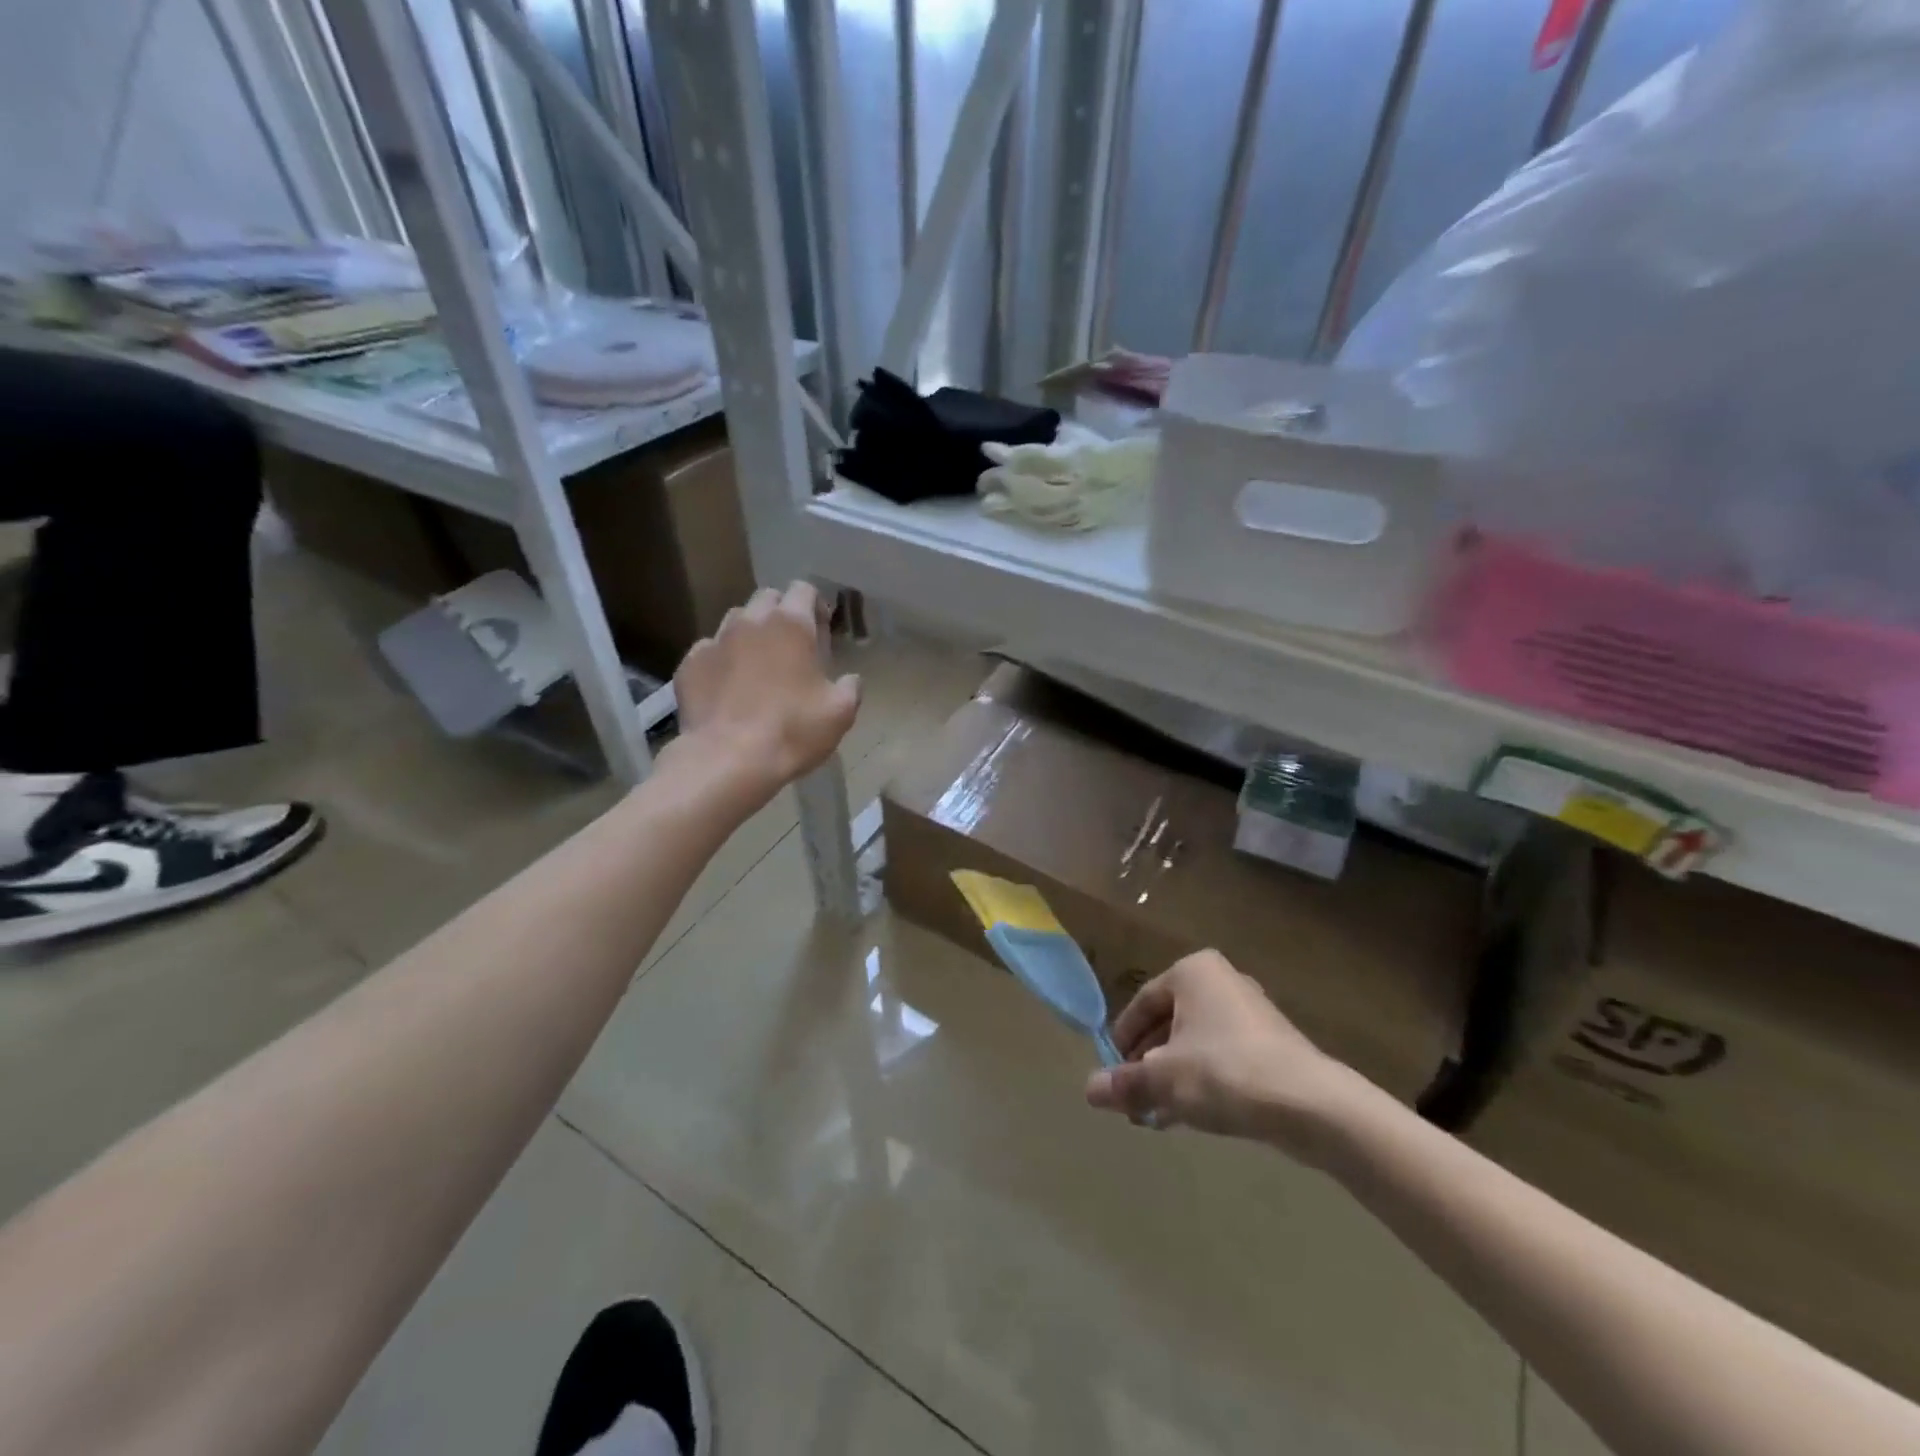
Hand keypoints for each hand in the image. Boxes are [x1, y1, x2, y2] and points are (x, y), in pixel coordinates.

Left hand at [670, 582, 860, 805]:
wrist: (728, 760)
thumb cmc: (793, 730)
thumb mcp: (840, 713)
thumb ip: (850, 688)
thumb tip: (851, 679)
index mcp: (791, 625)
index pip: (804, 590)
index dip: (815, 606)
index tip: (821, 632)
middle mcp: (751, 622)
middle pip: (767, 598)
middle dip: (781, 614)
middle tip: (791, 647)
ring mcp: (715, 640)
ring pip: (735, 620)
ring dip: (750, 634)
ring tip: (757, 665)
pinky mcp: (689, 664)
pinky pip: (709, 651)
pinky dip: (722, 661)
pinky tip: (728, 688)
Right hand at [1086, 950, 1365, 1158]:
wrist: (1310, 1105)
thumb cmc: (1224, 1072)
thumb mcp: (1163, 1079)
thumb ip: (1125, 1082)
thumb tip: (1089, 1090)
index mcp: (1192, 972)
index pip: (1142, 1003)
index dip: (1123, 1040)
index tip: (1113, 1073)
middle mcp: (1222, 981)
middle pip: (1169, 1022)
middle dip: (1148, 1063)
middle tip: (1133, 1097)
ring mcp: (1250, 1012)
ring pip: (1195, 1043)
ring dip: (1172, 1077)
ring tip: (1155, 1114)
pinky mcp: (1271, 1045)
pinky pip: (1222, 1057)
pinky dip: (1201, 1081)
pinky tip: (1189, 1117)